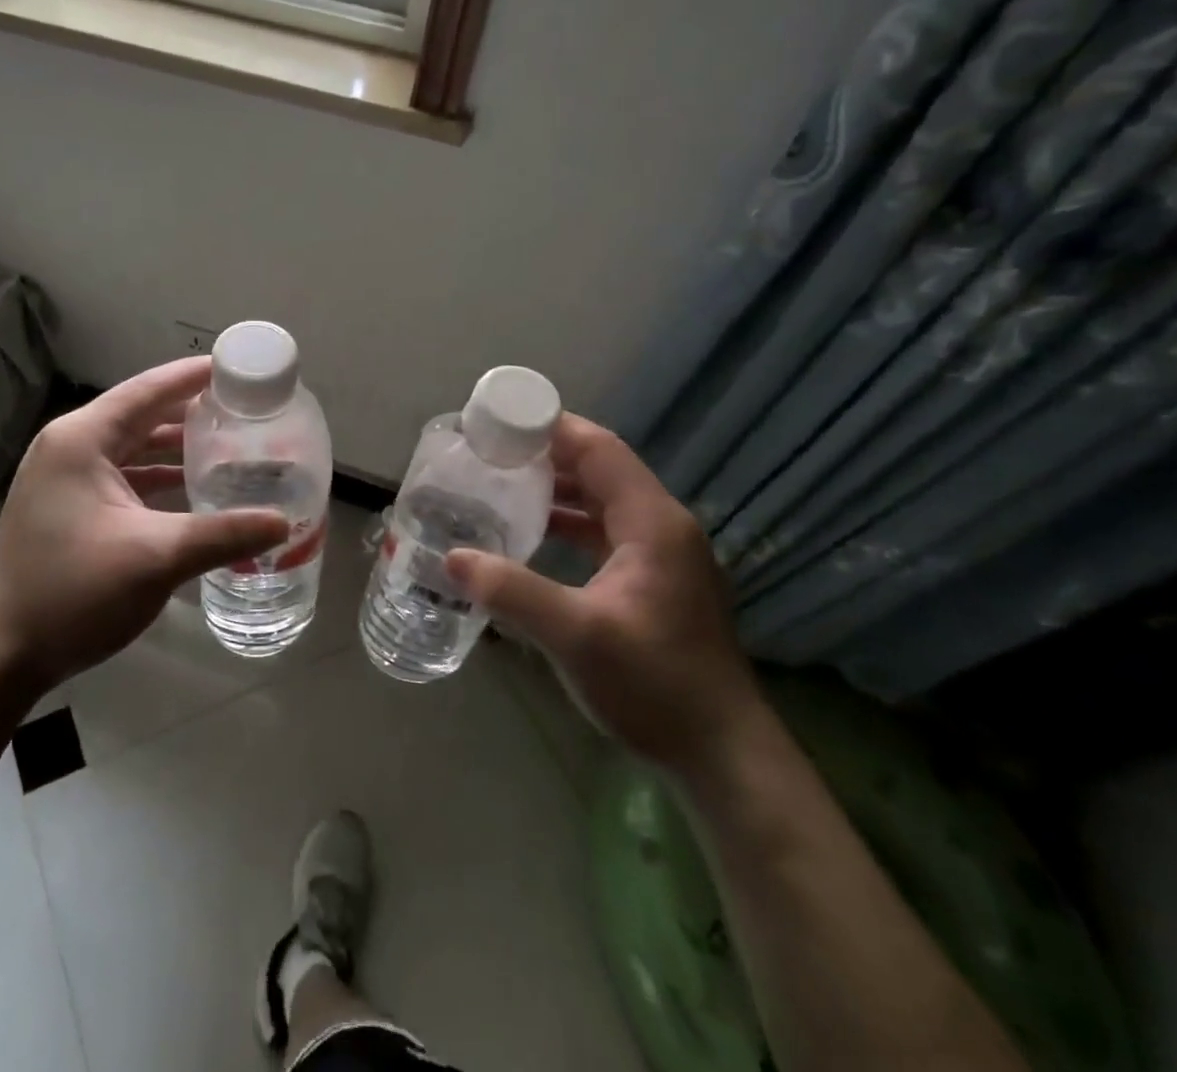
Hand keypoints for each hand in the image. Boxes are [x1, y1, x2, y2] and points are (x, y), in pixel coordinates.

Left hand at [0, 357, 289, 699]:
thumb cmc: (73, 592)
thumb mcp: (155, 558)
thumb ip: (223, 534)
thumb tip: (283, 523)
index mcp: (82, 440)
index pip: (147, 390)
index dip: (192, 376)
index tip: (236, 367)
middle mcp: (69, 448)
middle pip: (140, 416)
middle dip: (190, 413)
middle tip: (242, 410)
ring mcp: (63, 480)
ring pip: (131, 449)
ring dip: (174, 448)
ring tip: (227, 446)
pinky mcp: (66, 508)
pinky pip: (121, 478)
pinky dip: (156, 479)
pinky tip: (192, 491)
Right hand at [446, 414, 762, 776]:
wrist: (724, 755)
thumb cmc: (655, 685)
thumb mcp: (575, 636)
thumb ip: (511, 591)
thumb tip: (452, 558)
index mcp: (652, 522)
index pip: (599, 449)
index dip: (551, 427)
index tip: (499, 421)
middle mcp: (662, 526)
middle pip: (601, 469)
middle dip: (546, 455)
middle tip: (489, 452)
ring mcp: (663, 555)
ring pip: (603, 501)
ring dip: (557, 490)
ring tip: (502, 485)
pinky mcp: (657, 581)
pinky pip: (607, 531)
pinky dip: (570, 524)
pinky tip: (534, 534)